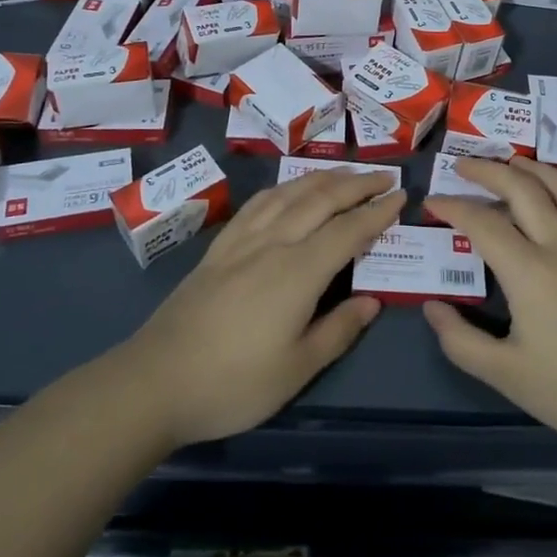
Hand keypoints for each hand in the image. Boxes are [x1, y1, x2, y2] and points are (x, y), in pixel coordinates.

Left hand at [124, 168, 399, 447]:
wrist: (155, 381)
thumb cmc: (233, 383)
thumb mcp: (297, 369)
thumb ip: (338, 331)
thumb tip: (372, 301)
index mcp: (298, 272)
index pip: (348, 230)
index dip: (377, 212)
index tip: (401, 197)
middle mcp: (273, 244)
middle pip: (321, 200)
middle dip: (357, 184)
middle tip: (385, 177)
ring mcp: (242, 241)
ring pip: (290, 193)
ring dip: (323, 178)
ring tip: (347, 173)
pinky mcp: (219, 247)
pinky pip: (258, 203)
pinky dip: (284, 187)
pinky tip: (289, 188)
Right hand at [421, 157, 556, 463]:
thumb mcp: (505, 375)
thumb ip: (460, 341)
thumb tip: (431, 307)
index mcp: (530, 272)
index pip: (483, 224)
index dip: (453, 207)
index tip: (431, 202)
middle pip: (524, 191)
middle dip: (490, 171)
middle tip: (464, 164)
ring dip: (537, 170)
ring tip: (515, 161)